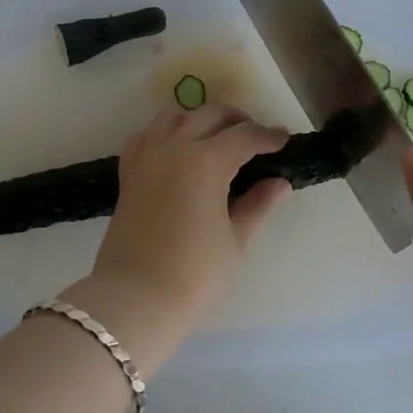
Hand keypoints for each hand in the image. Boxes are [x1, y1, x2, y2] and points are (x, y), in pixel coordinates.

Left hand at [90, 103, 291, 309]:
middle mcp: (174, 147)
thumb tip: (280, 183)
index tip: (284, 140)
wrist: (135, 298)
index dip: (268, 136)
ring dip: (199, 118)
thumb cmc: (194, 273)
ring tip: (216, 137)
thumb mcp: (235, 240)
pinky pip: (146, 136)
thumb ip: (257, 205)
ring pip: (174, 116)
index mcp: (206, 161)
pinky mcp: (128, 173)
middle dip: (237, 120)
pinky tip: (175, 149)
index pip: (245, 136)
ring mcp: (147, 157)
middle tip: (255, 138)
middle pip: (210, 114)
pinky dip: (164, 133)